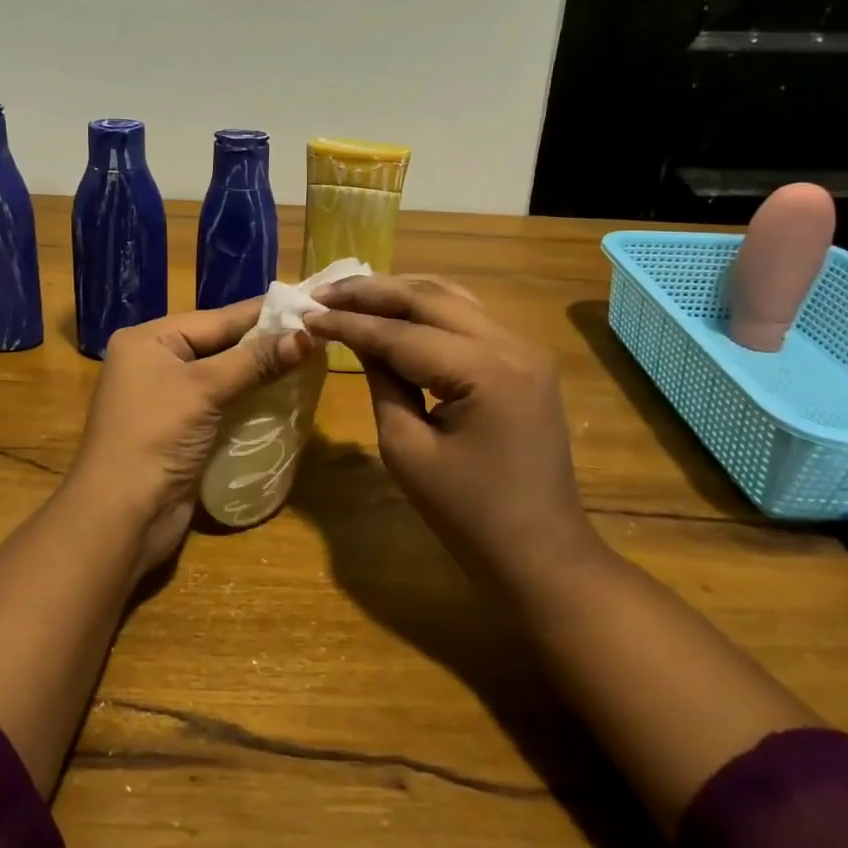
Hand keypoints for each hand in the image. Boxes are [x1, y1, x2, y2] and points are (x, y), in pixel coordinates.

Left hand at [65, 301, 313, 577]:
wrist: (121, 516)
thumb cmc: (156, 436)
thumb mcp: (205, 388)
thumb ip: (255, 360)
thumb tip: (308, 336)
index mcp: (148, 340)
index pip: (216, 318)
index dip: (262, 313)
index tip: (307, 304)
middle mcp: (154, 362)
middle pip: (219, 344)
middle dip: (264, 342)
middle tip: (314, 333)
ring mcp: (165, 399)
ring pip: (222, 375)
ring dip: (259, 372)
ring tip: (307, 360)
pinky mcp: (179, 431)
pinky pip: (220, 403)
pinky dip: (247, 399)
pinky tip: (281, 395)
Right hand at [303, 275, 602, 594]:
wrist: (541, 554)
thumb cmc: (468, 515)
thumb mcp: (407, 449)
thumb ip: (382, 382)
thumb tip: (357, 338)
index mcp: (485, 371)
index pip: (402, 333)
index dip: (350, 322)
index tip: (307, 314)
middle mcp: (511, 345)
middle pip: (428, 299)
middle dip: (371, 292)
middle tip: (322, 292)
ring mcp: (524, 349)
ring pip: (451, 298)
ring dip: (399, 293)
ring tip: (351, 294)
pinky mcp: (523, 361)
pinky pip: (468, 318)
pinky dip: (426, 309)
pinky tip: (394, 310)